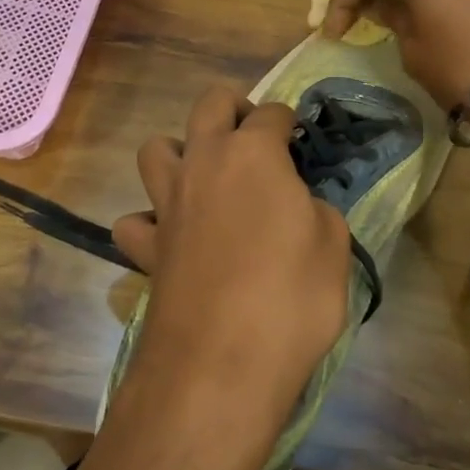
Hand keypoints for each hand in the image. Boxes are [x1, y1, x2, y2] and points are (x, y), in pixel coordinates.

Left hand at [110, 87, 352, 431]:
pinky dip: (149, 222)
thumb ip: (315, 210)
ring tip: (205, 179)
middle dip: (233, 109)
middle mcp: (203, 163)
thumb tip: (297, 206)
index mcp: (253, 154)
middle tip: (254, 140)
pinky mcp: (145, 247)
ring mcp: (167, 203)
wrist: (221, 364)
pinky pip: (135, 221)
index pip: (272, 114)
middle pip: (209, 105)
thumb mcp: (334, 246)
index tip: (299, 142)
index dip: (289, 123)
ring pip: (155, 149)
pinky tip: (172, 238)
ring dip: (179, 152)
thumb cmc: (291, 297)